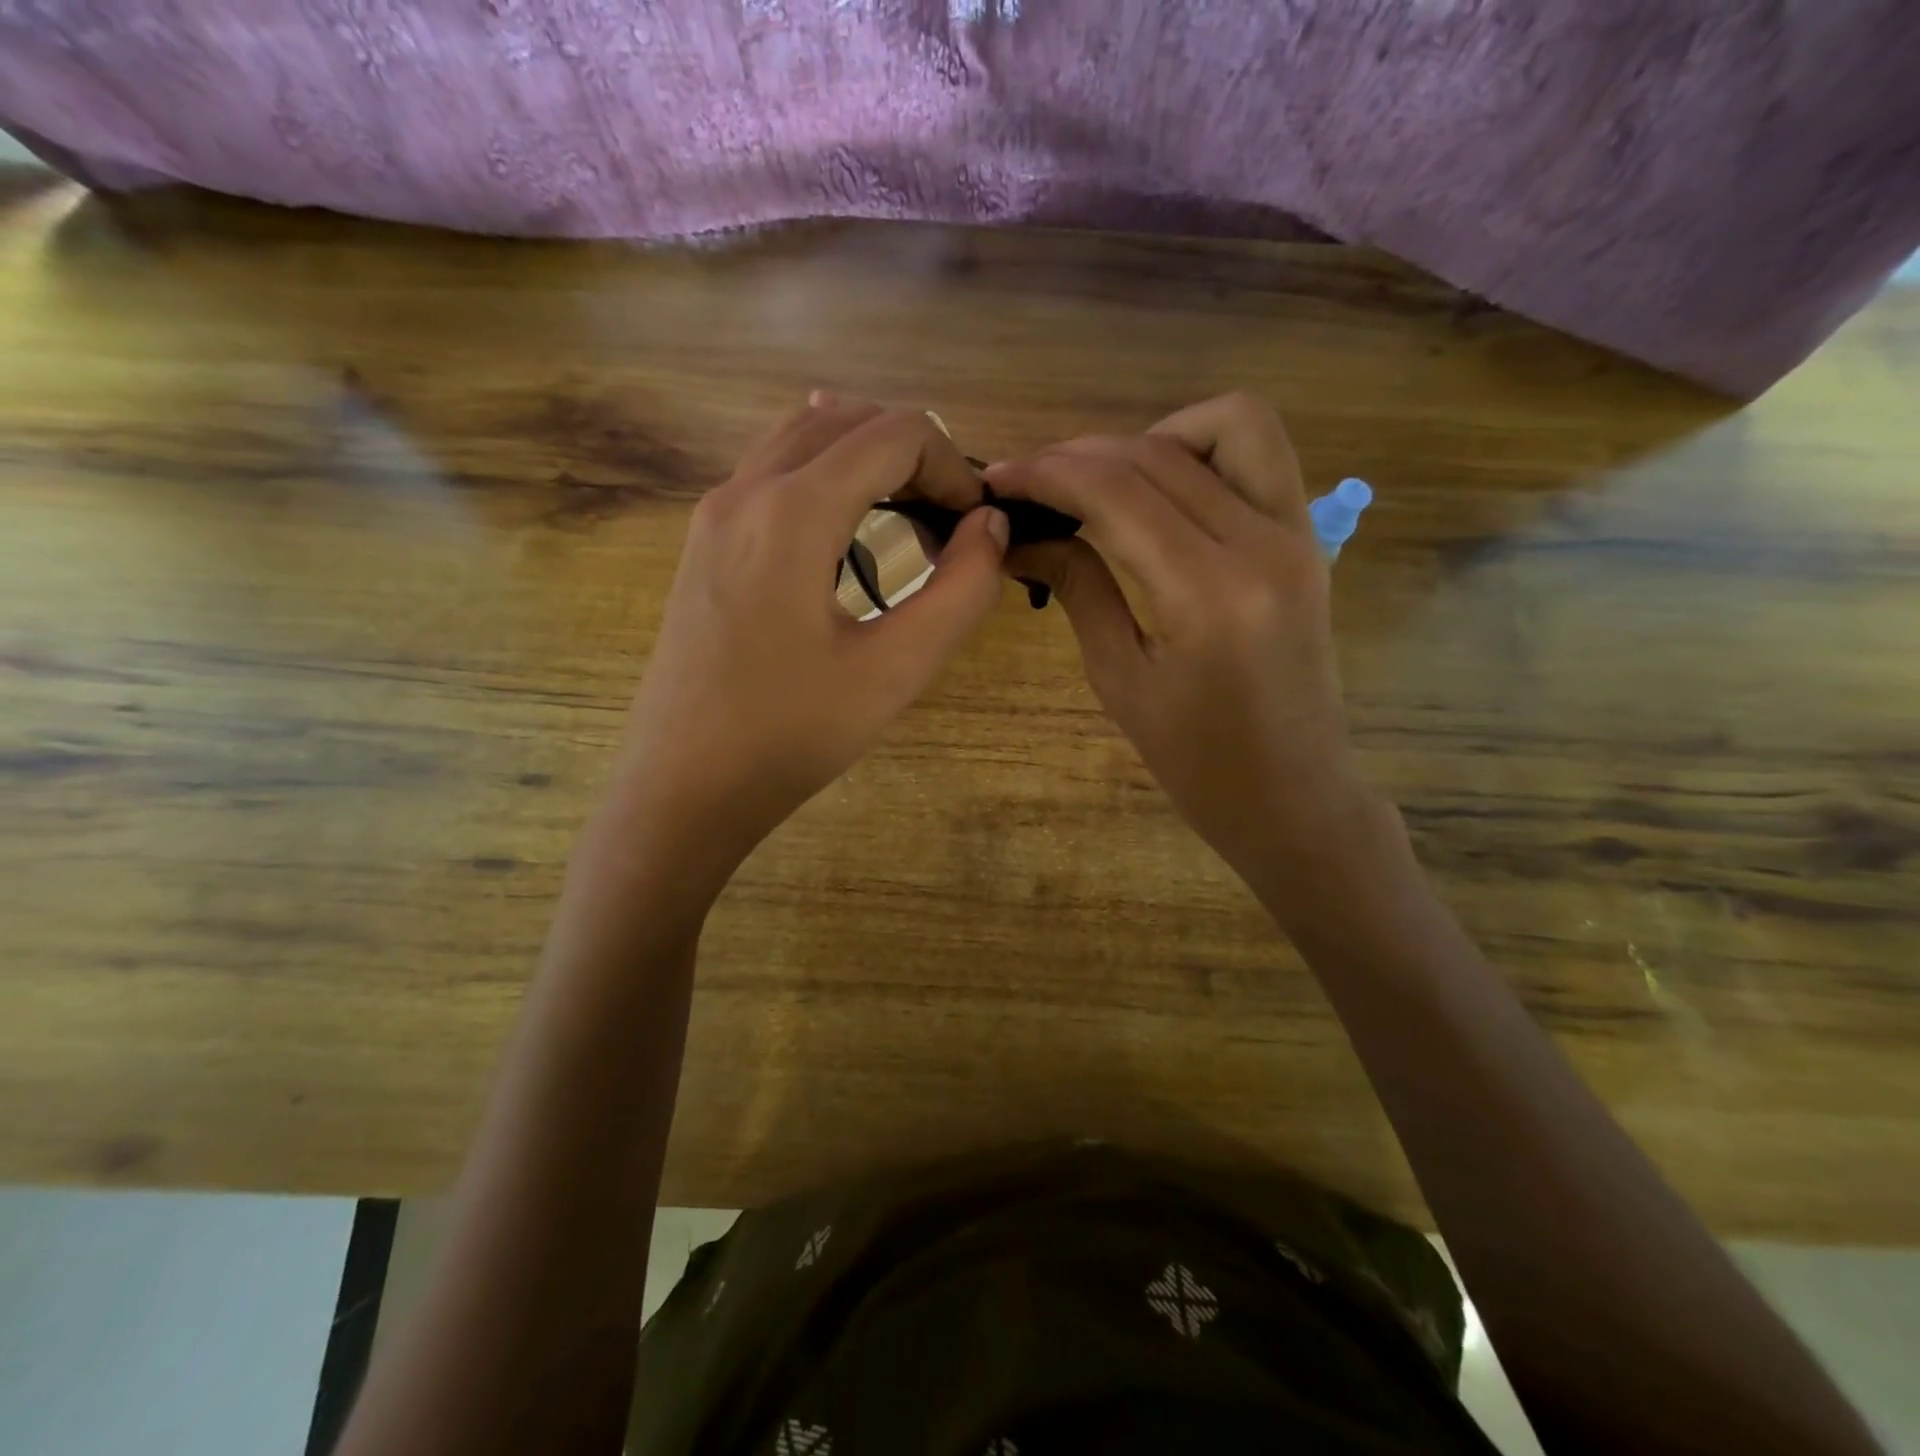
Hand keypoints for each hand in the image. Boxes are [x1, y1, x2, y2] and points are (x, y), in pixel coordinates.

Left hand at [607, 396, 1007, 889]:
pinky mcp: (704, 543)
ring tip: (908, 526)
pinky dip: (827, 481)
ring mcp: (714, 513)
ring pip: (804, 438)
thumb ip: (961, 590)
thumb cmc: (791, 735)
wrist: (684, 787)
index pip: (895, 433)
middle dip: (914, 456)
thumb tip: (991, 526)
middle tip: (949, 524)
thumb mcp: (896, 669)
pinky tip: (849, 538)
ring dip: (868, 462)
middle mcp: (745, 489)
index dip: (955, 468)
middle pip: (846, 419)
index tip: (976, 528)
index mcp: (793, 510)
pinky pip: (773, 475)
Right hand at [987, 392, 1369, 880]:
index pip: (1116, 491)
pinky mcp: (1307, 538)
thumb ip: (1077, 588)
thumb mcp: (1120, 678)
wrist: (1292, 793)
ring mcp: (1297, 533)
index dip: (1047, 473)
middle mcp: (1263, 544)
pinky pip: (1259, 455)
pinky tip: (1159, 493)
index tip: (998, 480)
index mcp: (1209, 593)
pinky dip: (1202, 449)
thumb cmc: (1196, 760)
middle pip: (1159, 453)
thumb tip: (1022, 537)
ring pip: (1229, 423)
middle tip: (1031, 485)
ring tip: (1106, 481)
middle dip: (1081, 454)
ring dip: (1154, 435)